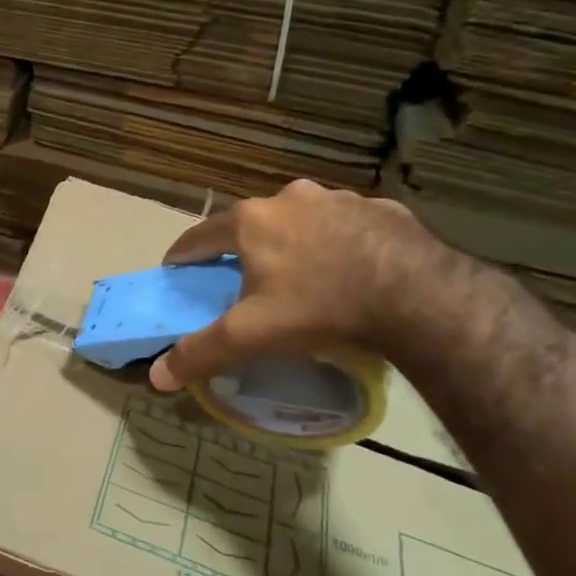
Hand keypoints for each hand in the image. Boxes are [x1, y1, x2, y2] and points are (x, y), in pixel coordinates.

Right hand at [148, 181, 430, 392]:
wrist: (419, 296)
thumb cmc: (320, 308)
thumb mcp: (251, 335)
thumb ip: (201, 352)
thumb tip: (156, 377)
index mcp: (252, 221)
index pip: (200, 235)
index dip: (184, 255)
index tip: (177, 271)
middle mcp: (290, 198)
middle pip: (252, 223)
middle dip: (243, 247)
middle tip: (245, 278)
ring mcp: (339, 199)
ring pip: (302, 220)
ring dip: (294, 240)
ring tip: (303, 274)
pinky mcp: (383, 209)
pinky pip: (348, 225)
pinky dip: (340, 243)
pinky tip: (352, 270)